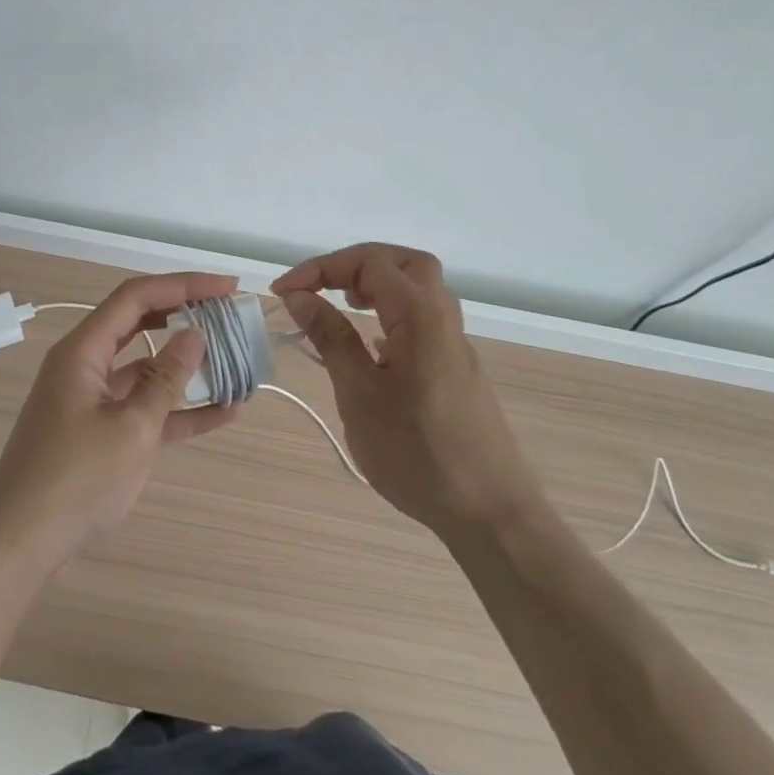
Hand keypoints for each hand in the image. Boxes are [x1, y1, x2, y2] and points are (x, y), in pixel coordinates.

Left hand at [0, 272, 241, 568]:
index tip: (227, 287)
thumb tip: (194, 335)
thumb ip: (166, 380)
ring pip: (146, 369)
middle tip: (229, 313)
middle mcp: (85, 366)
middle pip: (141, 324)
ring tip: (235, 361)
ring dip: (188, 367)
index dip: (183, 285)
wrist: (21, 545)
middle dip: (186, 315)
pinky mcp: (100, 432)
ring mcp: (92, 400)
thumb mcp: (131, 428)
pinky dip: (179, 409)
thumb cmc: (74, 480)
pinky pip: (144, 408)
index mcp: (82, 351)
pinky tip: (223, 413)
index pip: (136, 298)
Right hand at [272, 244, 543, 538]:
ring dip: (377, 285)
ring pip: (419, 288)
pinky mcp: (458, 368)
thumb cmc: (416, 453)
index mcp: (420, 316)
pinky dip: (392, 312)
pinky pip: (424, 318)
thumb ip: (331, 338)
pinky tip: (371, 346)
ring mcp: (455, 344)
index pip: (369, 262)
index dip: (320, 268)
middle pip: (403, 262)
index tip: (283, 292)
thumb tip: (300, 296)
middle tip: (322, 288)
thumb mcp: (359, 394)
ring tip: (341, 307)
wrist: (490, 512)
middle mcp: (443, 318)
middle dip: (356, 265)